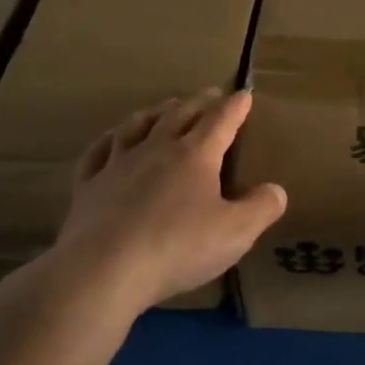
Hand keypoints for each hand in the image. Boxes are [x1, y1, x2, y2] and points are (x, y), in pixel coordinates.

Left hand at [40, 89, 286, 314]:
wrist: (104, 269)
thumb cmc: (178, 247)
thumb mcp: (236, 233)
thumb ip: (261, 208)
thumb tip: (276, 189)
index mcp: (195, 155)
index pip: (221, 120)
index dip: (235, 106)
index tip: (244, 94)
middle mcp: (157, 149)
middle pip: (179, 115)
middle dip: (198, 102)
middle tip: (209, 95)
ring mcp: (118, 164)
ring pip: (137, 126)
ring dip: (155, 112)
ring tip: (165, 106)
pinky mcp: (88, 186)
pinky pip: (98, 153)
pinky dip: (108, 141)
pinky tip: (110, 140)